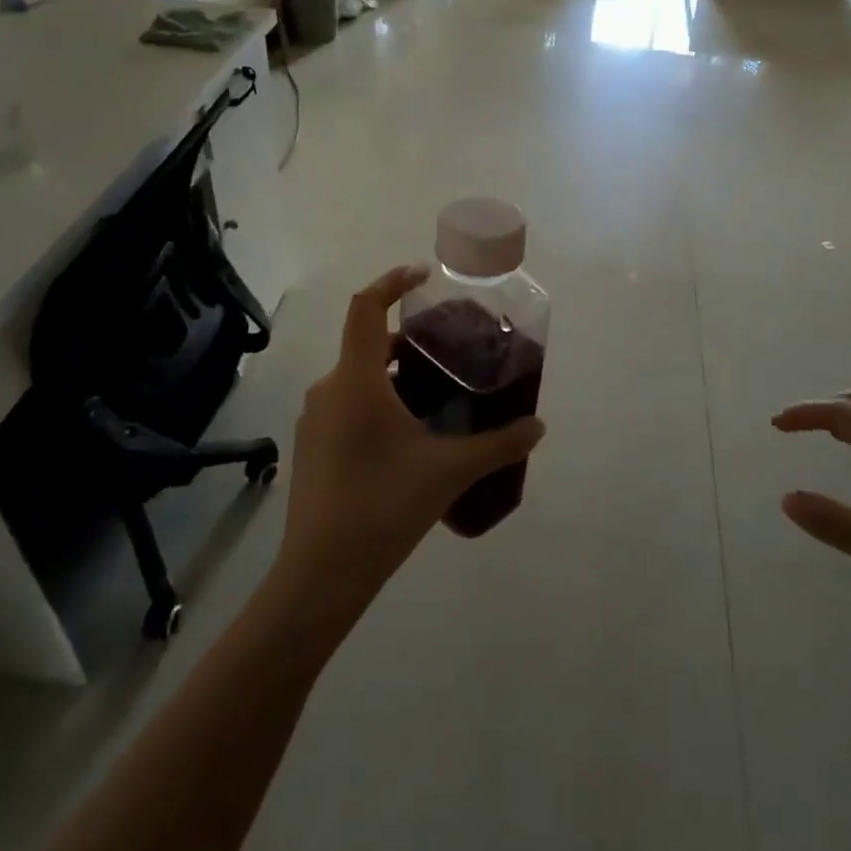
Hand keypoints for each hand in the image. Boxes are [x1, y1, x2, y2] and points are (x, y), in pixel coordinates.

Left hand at [271, 266, 545, 628]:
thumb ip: (499, 444)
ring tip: (434, 393)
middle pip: (366, 343)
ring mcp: (314, 420)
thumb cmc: (384, 507)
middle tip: (446, 350)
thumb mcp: (449, 471)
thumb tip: (539, 426)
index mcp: (356, 380)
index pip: (365, 308)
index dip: (391, 282)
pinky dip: (376, 401)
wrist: (320, 575)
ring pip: (356, 378)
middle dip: (405, 340)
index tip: (422, 275)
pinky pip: (346, 405)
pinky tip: (406, 435)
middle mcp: (329, 390)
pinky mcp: (311, 447)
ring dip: (392, 375)